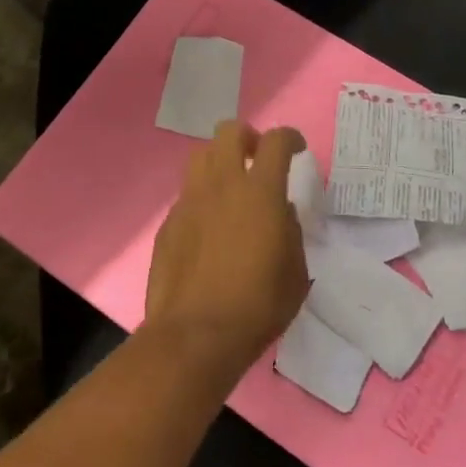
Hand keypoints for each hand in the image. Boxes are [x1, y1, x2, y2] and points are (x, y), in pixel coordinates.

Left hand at [143, 121, 309, 381]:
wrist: (195, 334)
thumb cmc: (258, 305)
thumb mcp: (296, 272)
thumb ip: (292, 232)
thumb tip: (281, 212)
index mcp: (260, 192)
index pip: (276, 141)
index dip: (290, 138)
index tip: (296, 149)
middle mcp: (221, 185)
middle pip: (229, 132)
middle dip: (248, 138)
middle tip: (258, 160)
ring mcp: (189, 201)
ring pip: (201, 156)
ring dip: (220, 161)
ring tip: (232, 188)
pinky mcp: (168, 223)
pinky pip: (187, 194)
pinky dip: (202, 198)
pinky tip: (210, 227)